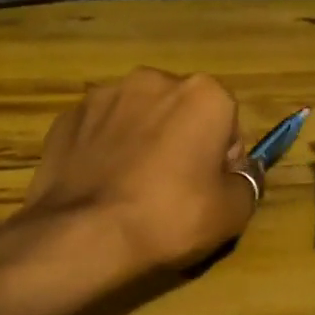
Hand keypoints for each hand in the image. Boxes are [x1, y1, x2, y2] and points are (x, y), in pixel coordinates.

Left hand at [22, 68, 254, 272]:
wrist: (83, 234)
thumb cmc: (170, 217)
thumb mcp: (232, 212)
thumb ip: (247, 182)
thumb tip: (243, 171)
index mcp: (203, 93)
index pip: (227, 124)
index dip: (222, 160)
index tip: (209, 191)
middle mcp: (153, 80)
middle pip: (181, 113)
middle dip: (181, 141)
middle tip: (173, 192)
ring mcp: (104, 95)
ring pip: (138, 118)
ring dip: (141, 142)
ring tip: (131, 191)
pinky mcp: (67, 117)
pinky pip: (99, 132)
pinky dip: (104, 151)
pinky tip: (101, 187)